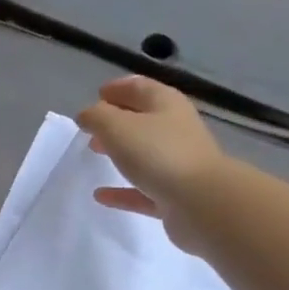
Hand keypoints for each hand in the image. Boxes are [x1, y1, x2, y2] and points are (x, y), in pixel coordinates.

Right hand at [76, 76, 226, 251]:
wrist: (201, 202)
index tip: (97, 94)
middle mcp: (175, 129)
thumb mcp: (117, 127)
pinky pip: (142, 189)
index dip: (118, 88)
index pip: (139, 87)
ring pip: (144, 153)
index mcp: (165, 104)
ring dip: (120, 152)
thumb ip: (97, 117)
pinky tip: (100, 195)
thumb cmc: (157, 153)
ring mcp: (177, 163)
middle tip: (92, 127)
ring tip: (95, 153)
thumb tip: (87, 115)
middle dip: (116, 120)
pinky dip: (122, 190)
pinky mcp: (174, 195)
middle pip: (143, 119)